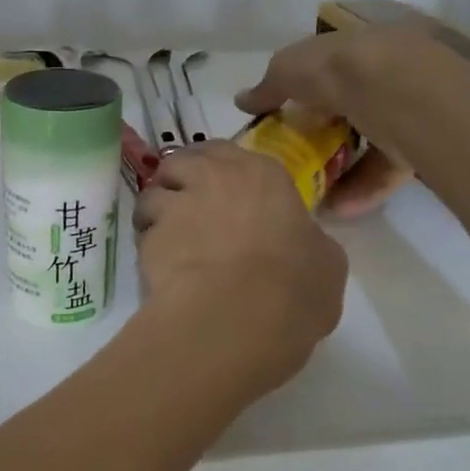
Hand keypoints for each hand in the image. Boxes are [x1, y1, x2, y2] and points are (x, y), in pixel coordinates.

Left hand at [133, 142, 346, 394]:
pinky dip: (147, 245)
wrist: (236, 317)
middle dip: (181, 179)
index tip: (225, 194)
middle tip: (189, 208)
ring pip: (152, 194)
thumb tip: (298, 243)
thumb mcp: (325, 263)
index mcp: (261, 175)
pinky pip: (143, 234)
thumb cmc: (294, 287)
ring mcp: (175, 206)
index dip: (222, 172)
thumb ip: (307, 241)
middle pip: (182, 162)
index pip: (229, 153)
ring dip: (156, 211)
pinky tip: (161, 269)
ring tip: (167, 239)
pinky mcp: (148, 239)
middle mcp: (212, 177)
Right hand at [235, 29, 420, 216]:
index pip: (325, 71)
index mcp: (353, 49)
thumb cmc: (337, 70)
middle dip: (323, 135)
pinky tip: (338, 208)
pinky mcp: (420, 145)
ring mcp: (404, 111)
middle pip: (347, 109)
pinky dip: (362, 189)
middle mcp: (381, 76)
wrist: (399, 91)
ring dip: (341, 169)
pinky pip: (385, 170)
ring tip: (313, 194)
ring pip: (368, 141)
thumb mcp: (287, 70)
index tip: (281, 122)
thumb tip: (241, 100)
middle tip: (296, 161)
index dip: (302, 94)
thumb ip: (266, 88)